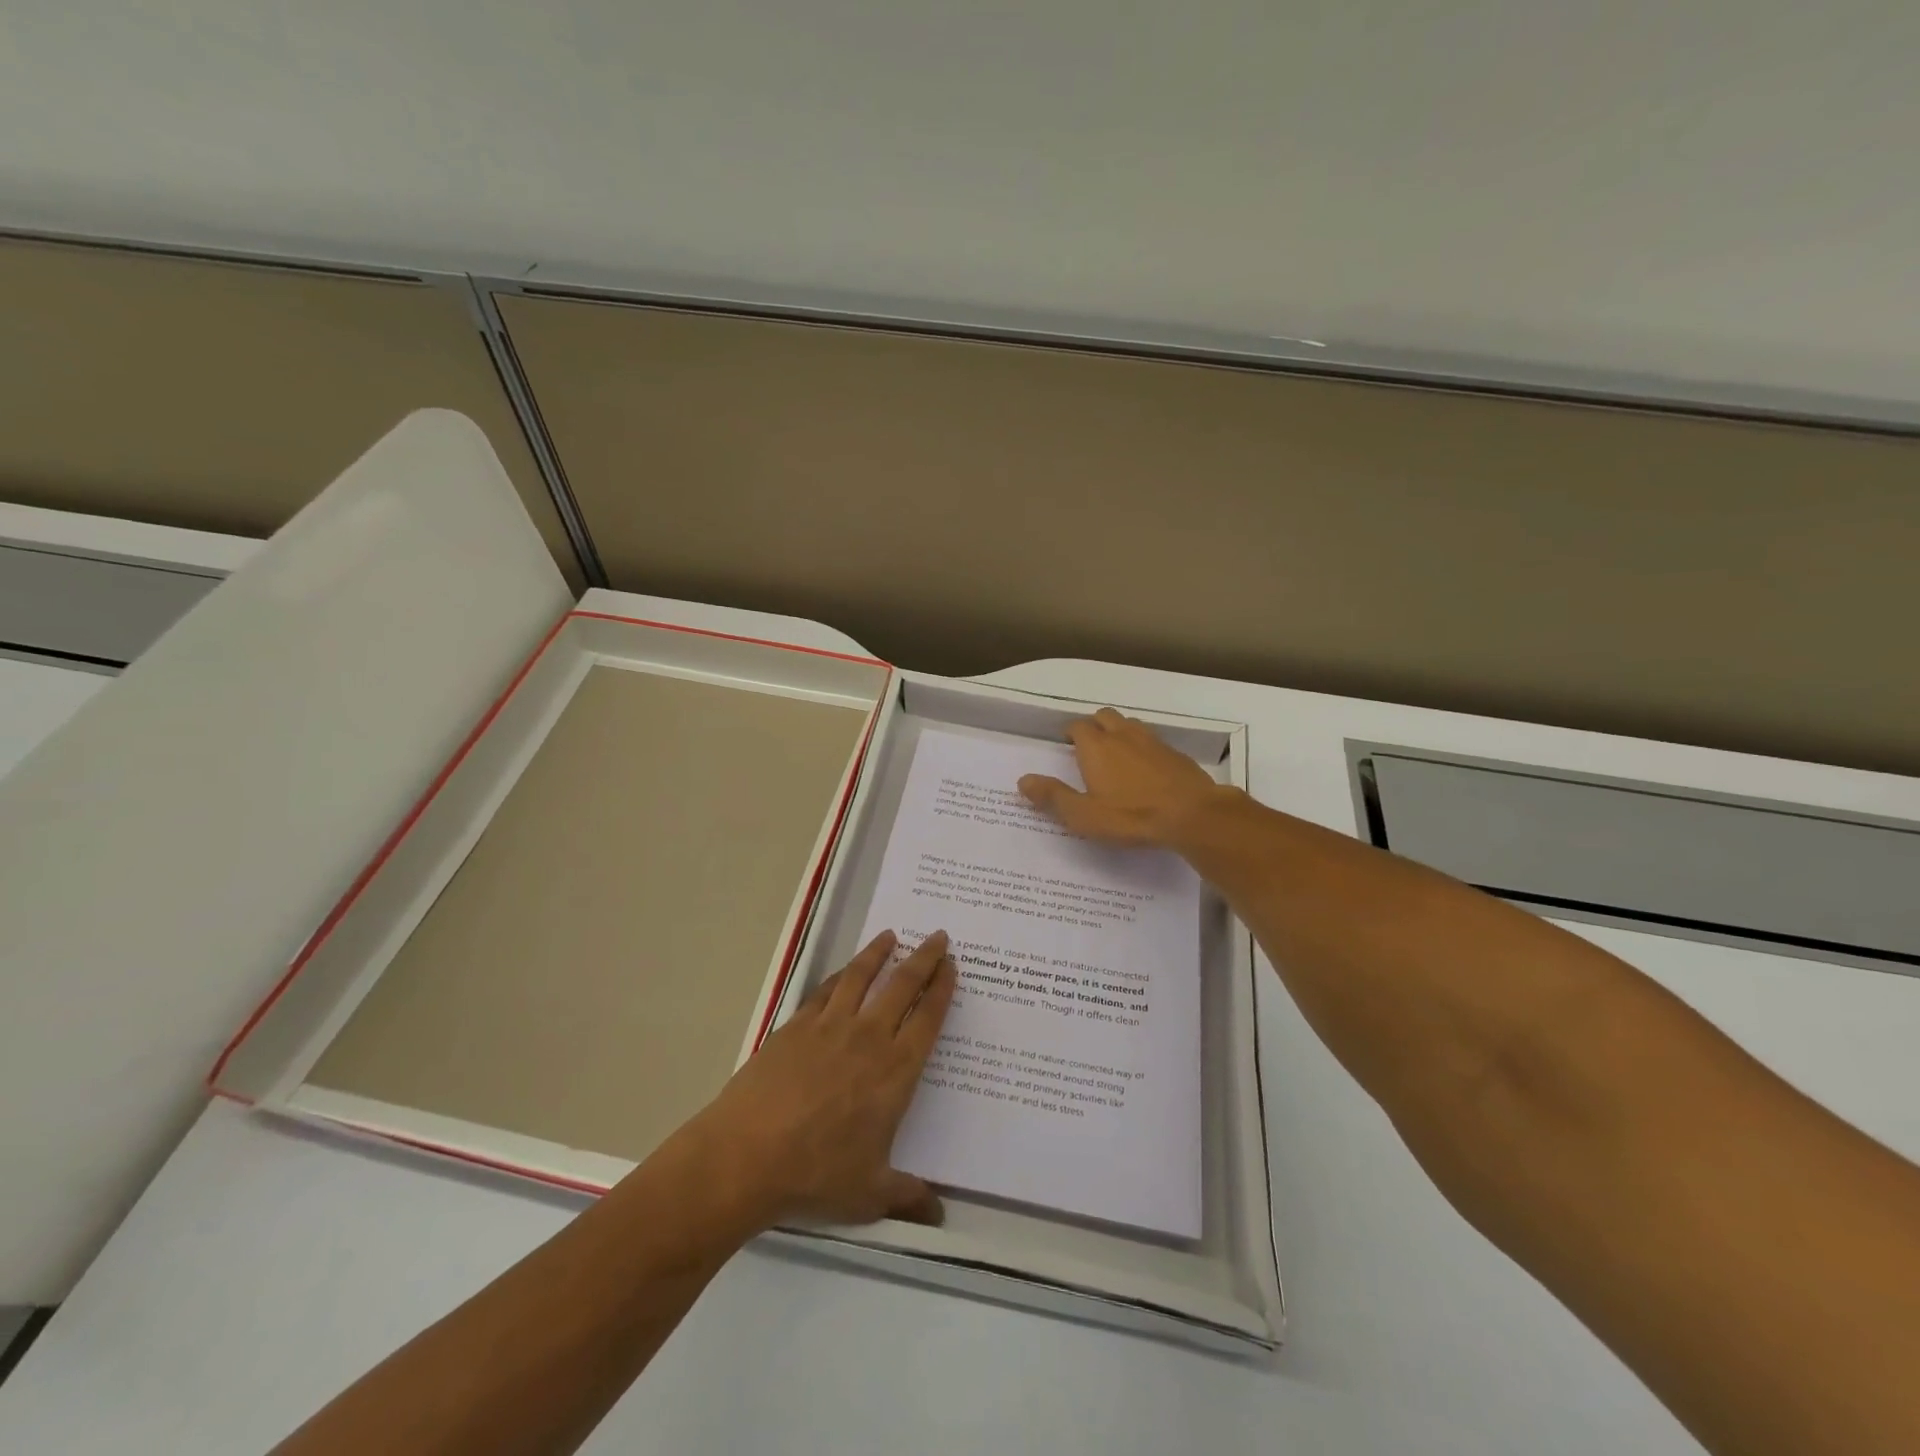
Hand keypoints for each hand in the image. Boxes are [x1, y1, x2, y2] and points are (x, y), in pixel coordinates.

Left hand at [688, 929, 956, 1229]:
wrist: (745, 1156)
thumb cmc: (816, 1175)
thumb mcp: (870, 1194)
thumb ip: (908, 1198)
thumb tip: (940, 1216)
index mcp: (895, 1071)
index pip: (927, 1018)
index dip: (942, 988)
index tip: (951, 965)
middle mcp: (867, 1038)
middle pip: (902, 986)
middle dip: (923, 958)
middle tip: (937, 936)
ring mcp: (828, 1027)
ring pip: (861, 977)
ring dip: (878, 954)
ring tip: (890, 936)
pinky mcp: (795, 1026)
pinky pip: (825, 991)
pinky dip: (839, 976)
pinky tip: (843, 973)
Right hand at [1018, 707, 1229, 847]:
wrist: (1192, 814)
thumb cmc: (1131, 816)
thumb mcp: (1084, 815)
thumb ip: (1053, 796)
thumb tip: (1023, 780)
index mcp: (1096, 746)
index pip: (1077, 727)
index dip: (1070, 734)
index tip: (1067, 747)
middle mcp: (1122, 735)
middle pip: (1104, 716)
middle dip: (1095, 726)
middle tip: (1090, 748)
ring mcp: (1152, 741)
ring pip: (1130, 725)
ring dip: (1120, 733)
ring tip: (1116, 755)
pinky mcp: (1175, 753)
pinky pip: (1152, 741)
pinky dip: (1144, 748)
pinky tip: (1146, 769)